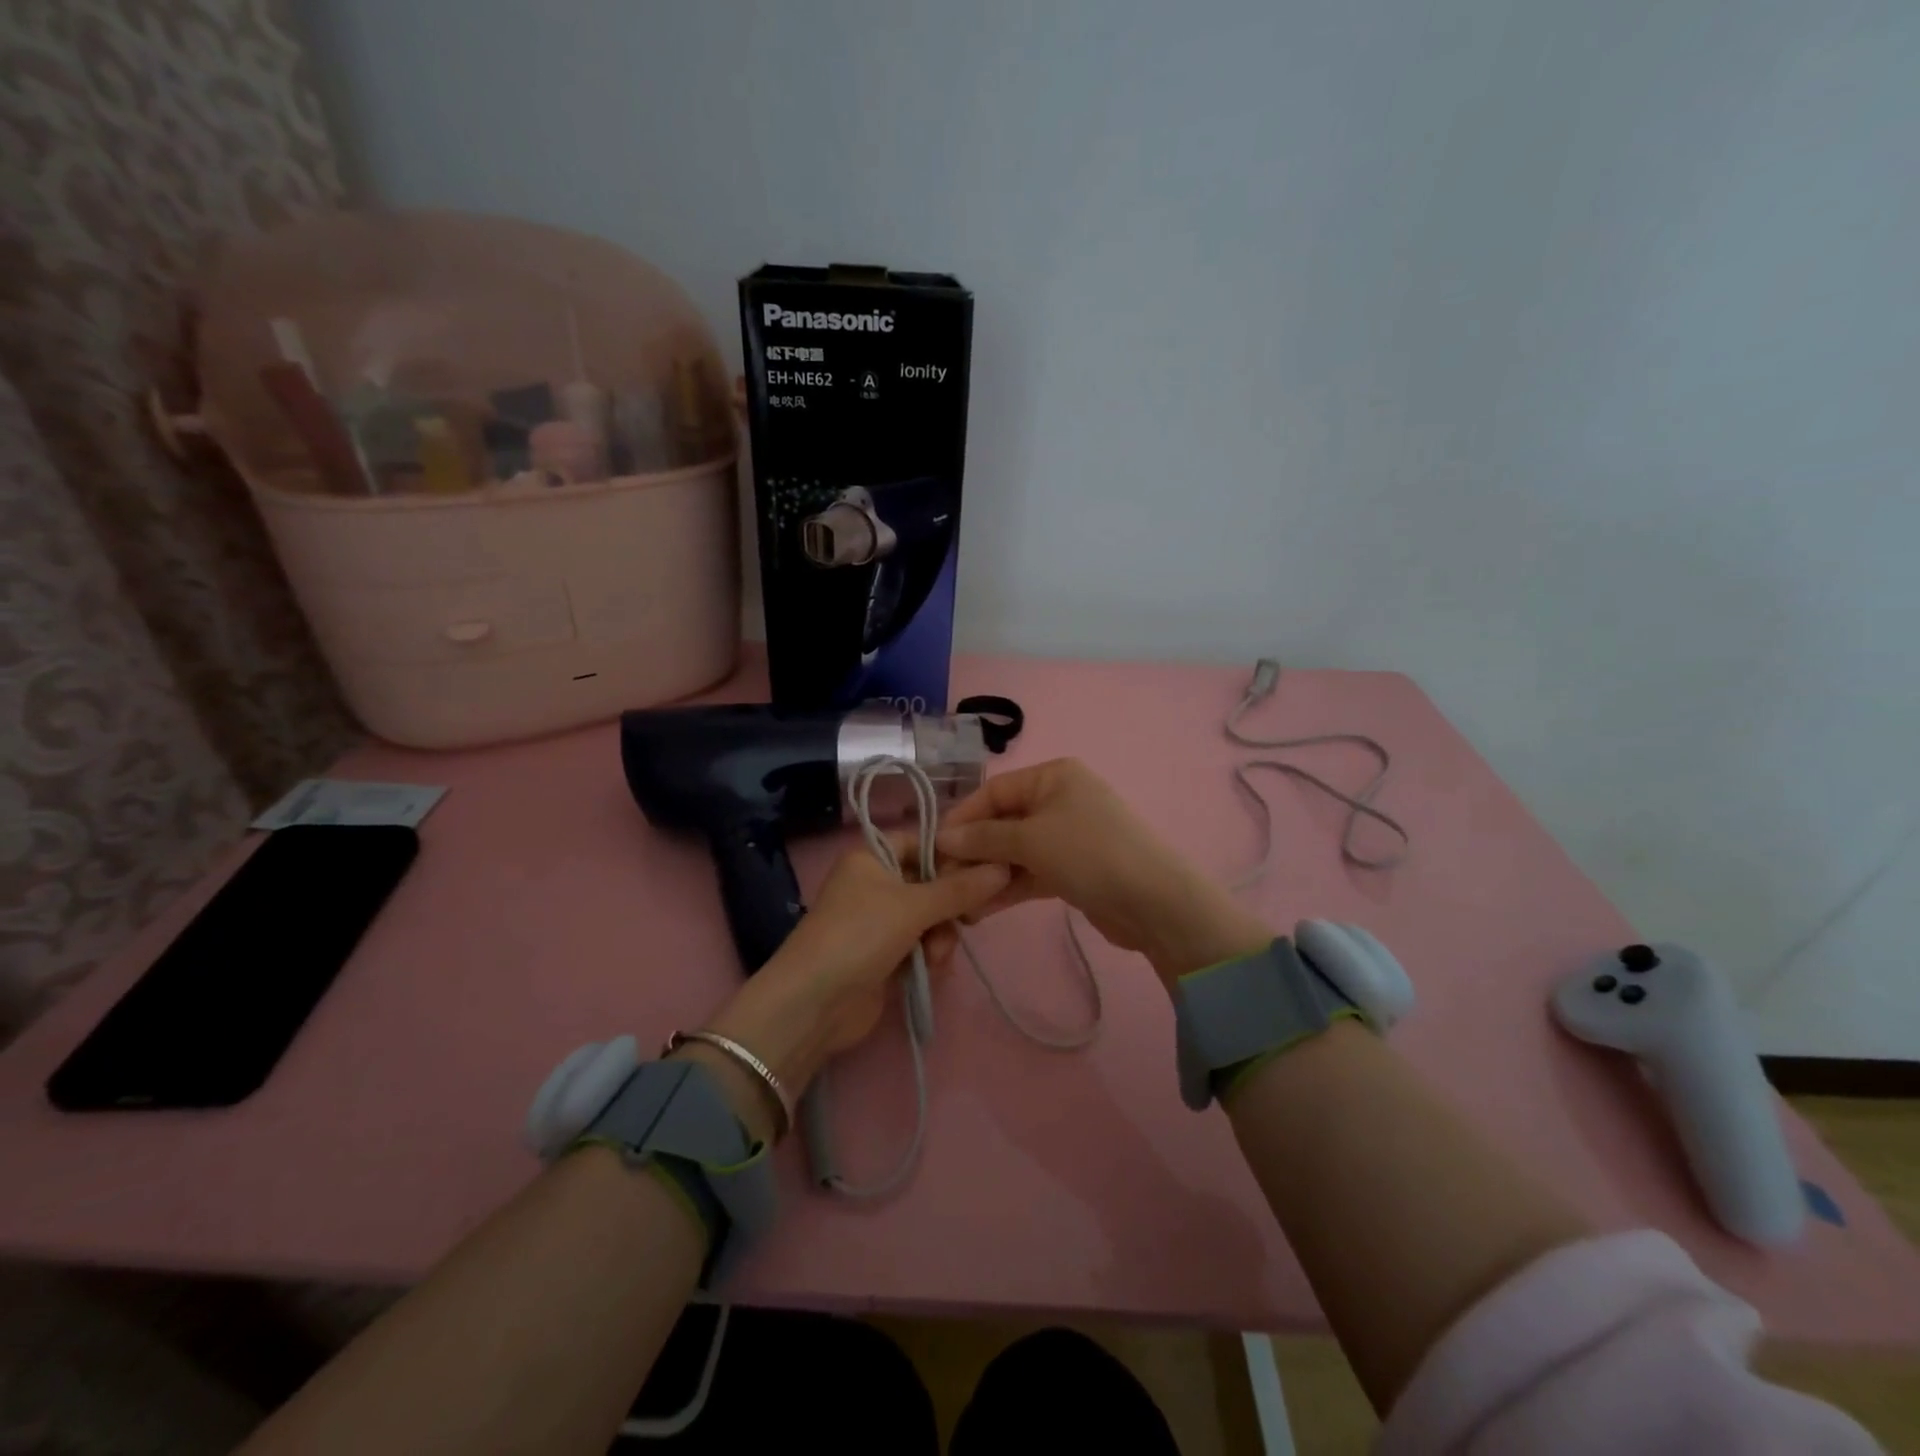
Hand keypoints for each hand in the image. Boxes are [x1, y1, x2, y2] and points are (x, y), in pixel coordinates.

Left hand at [678, 844, 1008, 1141]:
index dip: (952, 857)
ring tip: (935, 957)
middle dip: (949, 905)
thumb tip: (1005, 868)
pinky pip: (920, 944)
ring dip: (939, 936)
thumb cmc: (860, 936)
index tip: (984, 874)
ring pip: (929, 917)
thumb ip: (960, 889)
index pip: (922, 842)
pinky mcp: (883, 955)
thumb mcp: (913, 906)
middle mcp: (874, 884)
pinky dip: (928, 954)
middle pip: (930, 883)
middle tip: (968, 920)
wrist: (814, 1003)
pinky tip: (931, 969)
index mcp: (872, 857)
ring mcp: (878, 922)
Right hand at [936, 758, 1271, 986]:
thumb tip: (941, 839)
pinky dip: (1009, 887)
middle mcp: (1059, 799)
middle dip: (974, 850)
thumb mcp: (1030, 839)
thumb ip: (983, 838)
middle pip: (1003, 821)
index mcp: (1053, 776)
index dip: (962, 816)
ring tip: (959, 901)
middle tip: (944, 879)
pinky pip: (1031, 872)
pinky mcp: (1073, 869)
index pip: (994, 790)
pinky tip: (981, 909)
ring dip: (988, 873)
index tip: (934, 846)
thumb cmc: (1089, 853)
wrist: (1154, 902)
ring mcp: (1067, 835)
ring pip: (1015, 850)